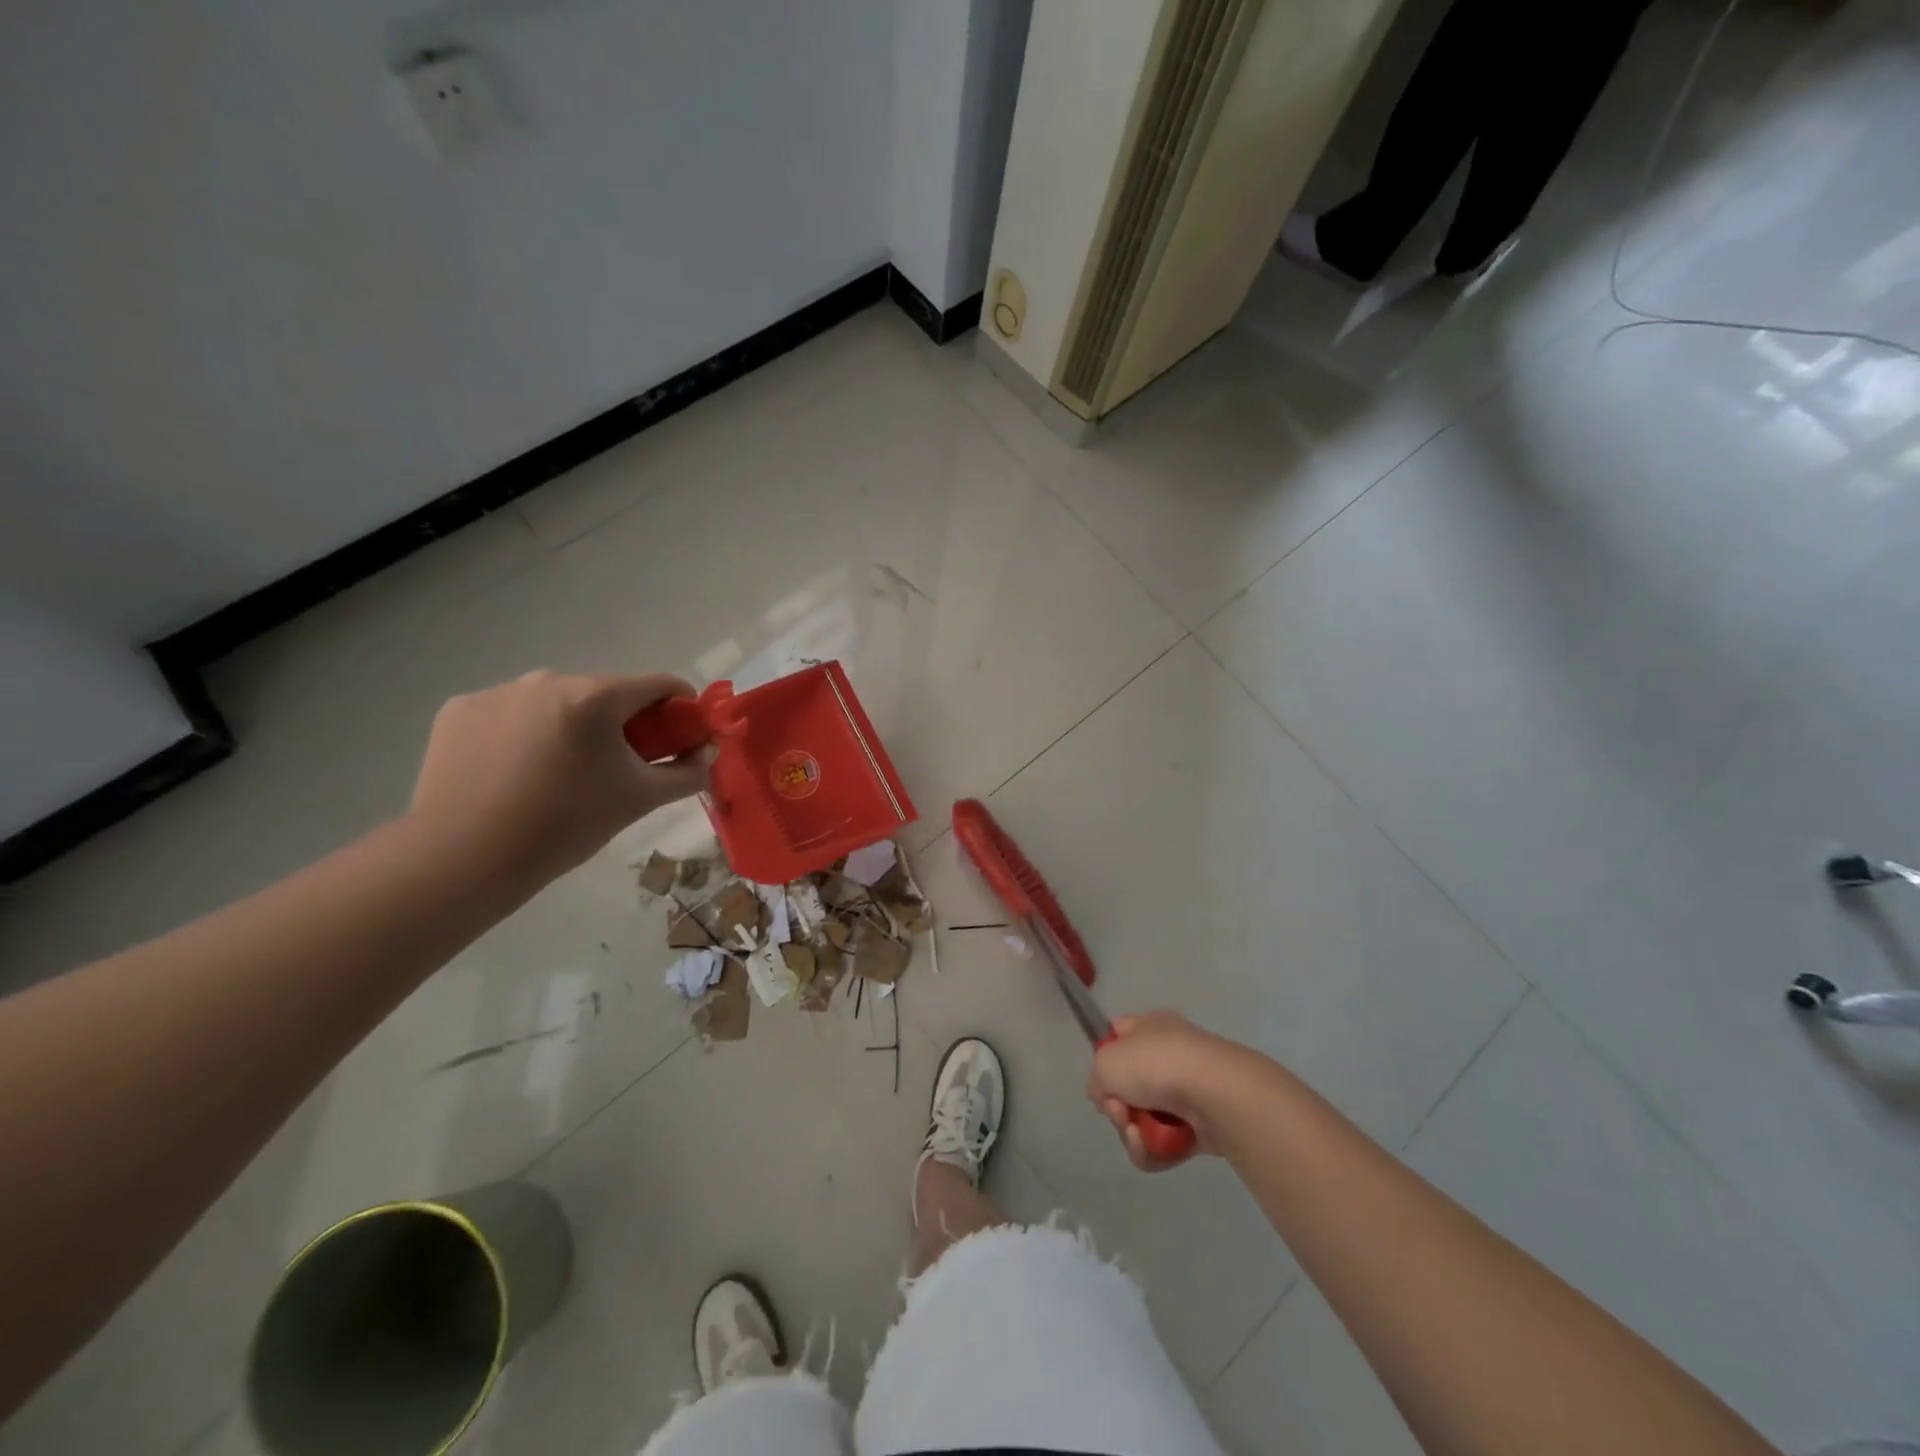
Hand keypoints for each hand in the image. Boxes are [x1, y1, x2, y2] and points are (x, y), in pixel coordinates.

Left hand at [409, 671, 712, 884]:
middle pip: (605, 694)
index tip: (680, 738)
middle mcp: (547, 680)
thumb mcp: (639, 799)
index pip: (660, 685)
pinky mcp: (459, 710)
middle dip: (622, 724)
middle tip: (618, 768)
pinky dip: (523, 734)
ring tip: (560, 774)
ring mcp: (498, 692)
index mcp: (596, 697)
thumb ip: (686, 773)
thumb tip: (709, 753)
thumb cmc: (565, 825)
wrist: (464, 858)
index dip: (681, 709)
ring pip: (556, 703)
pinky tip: (515, 772)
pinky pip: (510, 713)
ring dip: (571, 727)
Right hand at [1086, 1011, 1268, 1171]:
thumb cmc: (1156, 1065)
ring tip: (1137, 1133)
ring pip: (1144, 1119)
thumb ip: (1097, 1079)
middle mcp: (1168, 1056)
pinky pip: (1165, 1144)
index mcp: (1149, 1027)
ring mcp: (1186, 1092)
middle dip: (1118, 1106)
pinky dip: (1154, 1150)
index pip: (1118, 1037)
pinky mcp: (1201, 1128)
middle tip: (1120, 1111)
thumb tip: (1110, 1098)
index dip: (1105, 1058)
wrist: (1216, 1094)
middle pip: (1128, 1087)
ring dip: (1132, 1133)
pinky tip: (1153, 1147)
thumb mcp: (1105, 1062)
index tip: (1103, 1079)